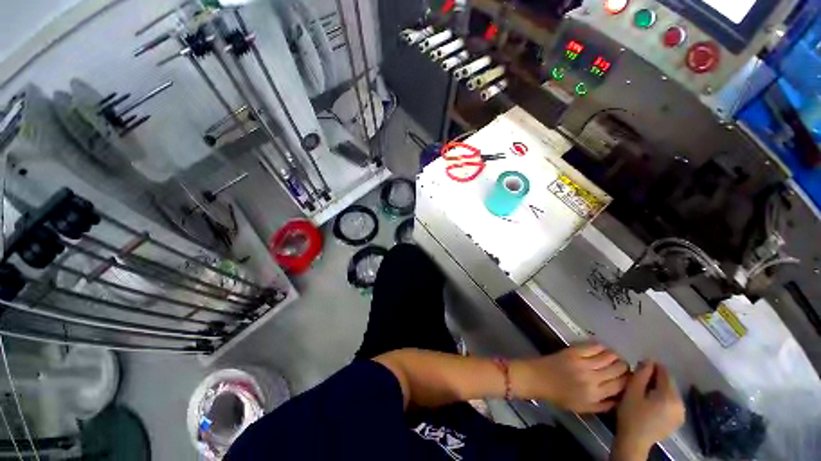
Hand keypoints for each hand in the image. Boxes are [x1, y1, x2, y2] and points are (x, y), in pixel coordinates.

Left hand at [513, 343, 628, 413]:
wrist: (537, 378)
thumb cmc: (559, 396)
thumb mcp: (583, 408)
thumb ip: (603, 405)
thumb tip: (621, 398)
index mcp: (594, 395)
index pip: (621, 386)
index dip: (628, 380)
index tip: (629, 377)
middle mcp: (591, 378)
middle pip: (618, 369)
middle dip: (624, 367)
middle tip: (622, 366)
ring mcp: (582, 363)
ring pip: (609, 356)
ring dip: (615, 356)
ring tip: (614, 357)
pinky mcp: (573, 351)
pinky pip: (594, 346)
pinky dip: (601, 347)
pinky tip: (602, 349)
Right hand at [614, 362, 685, 458]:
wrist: (634, 441)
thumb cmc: (631, 414)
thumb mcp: (632, 391)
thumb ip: (641, 374)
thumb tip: (649, 361)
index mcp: (669, 395)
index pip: (664, 372)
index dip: (651, 367)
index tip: (638, 368)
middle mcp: (680, 403)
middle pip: (669, 382)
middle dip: (655, 378)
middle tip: (639, 380)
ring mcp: (681, 413)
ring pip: (670, 392)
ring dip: (658, 388)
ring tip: (644, 392)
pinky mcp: (678, 420)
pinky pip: (672, 402)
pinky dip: (662, 398)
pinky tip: (651, 403)